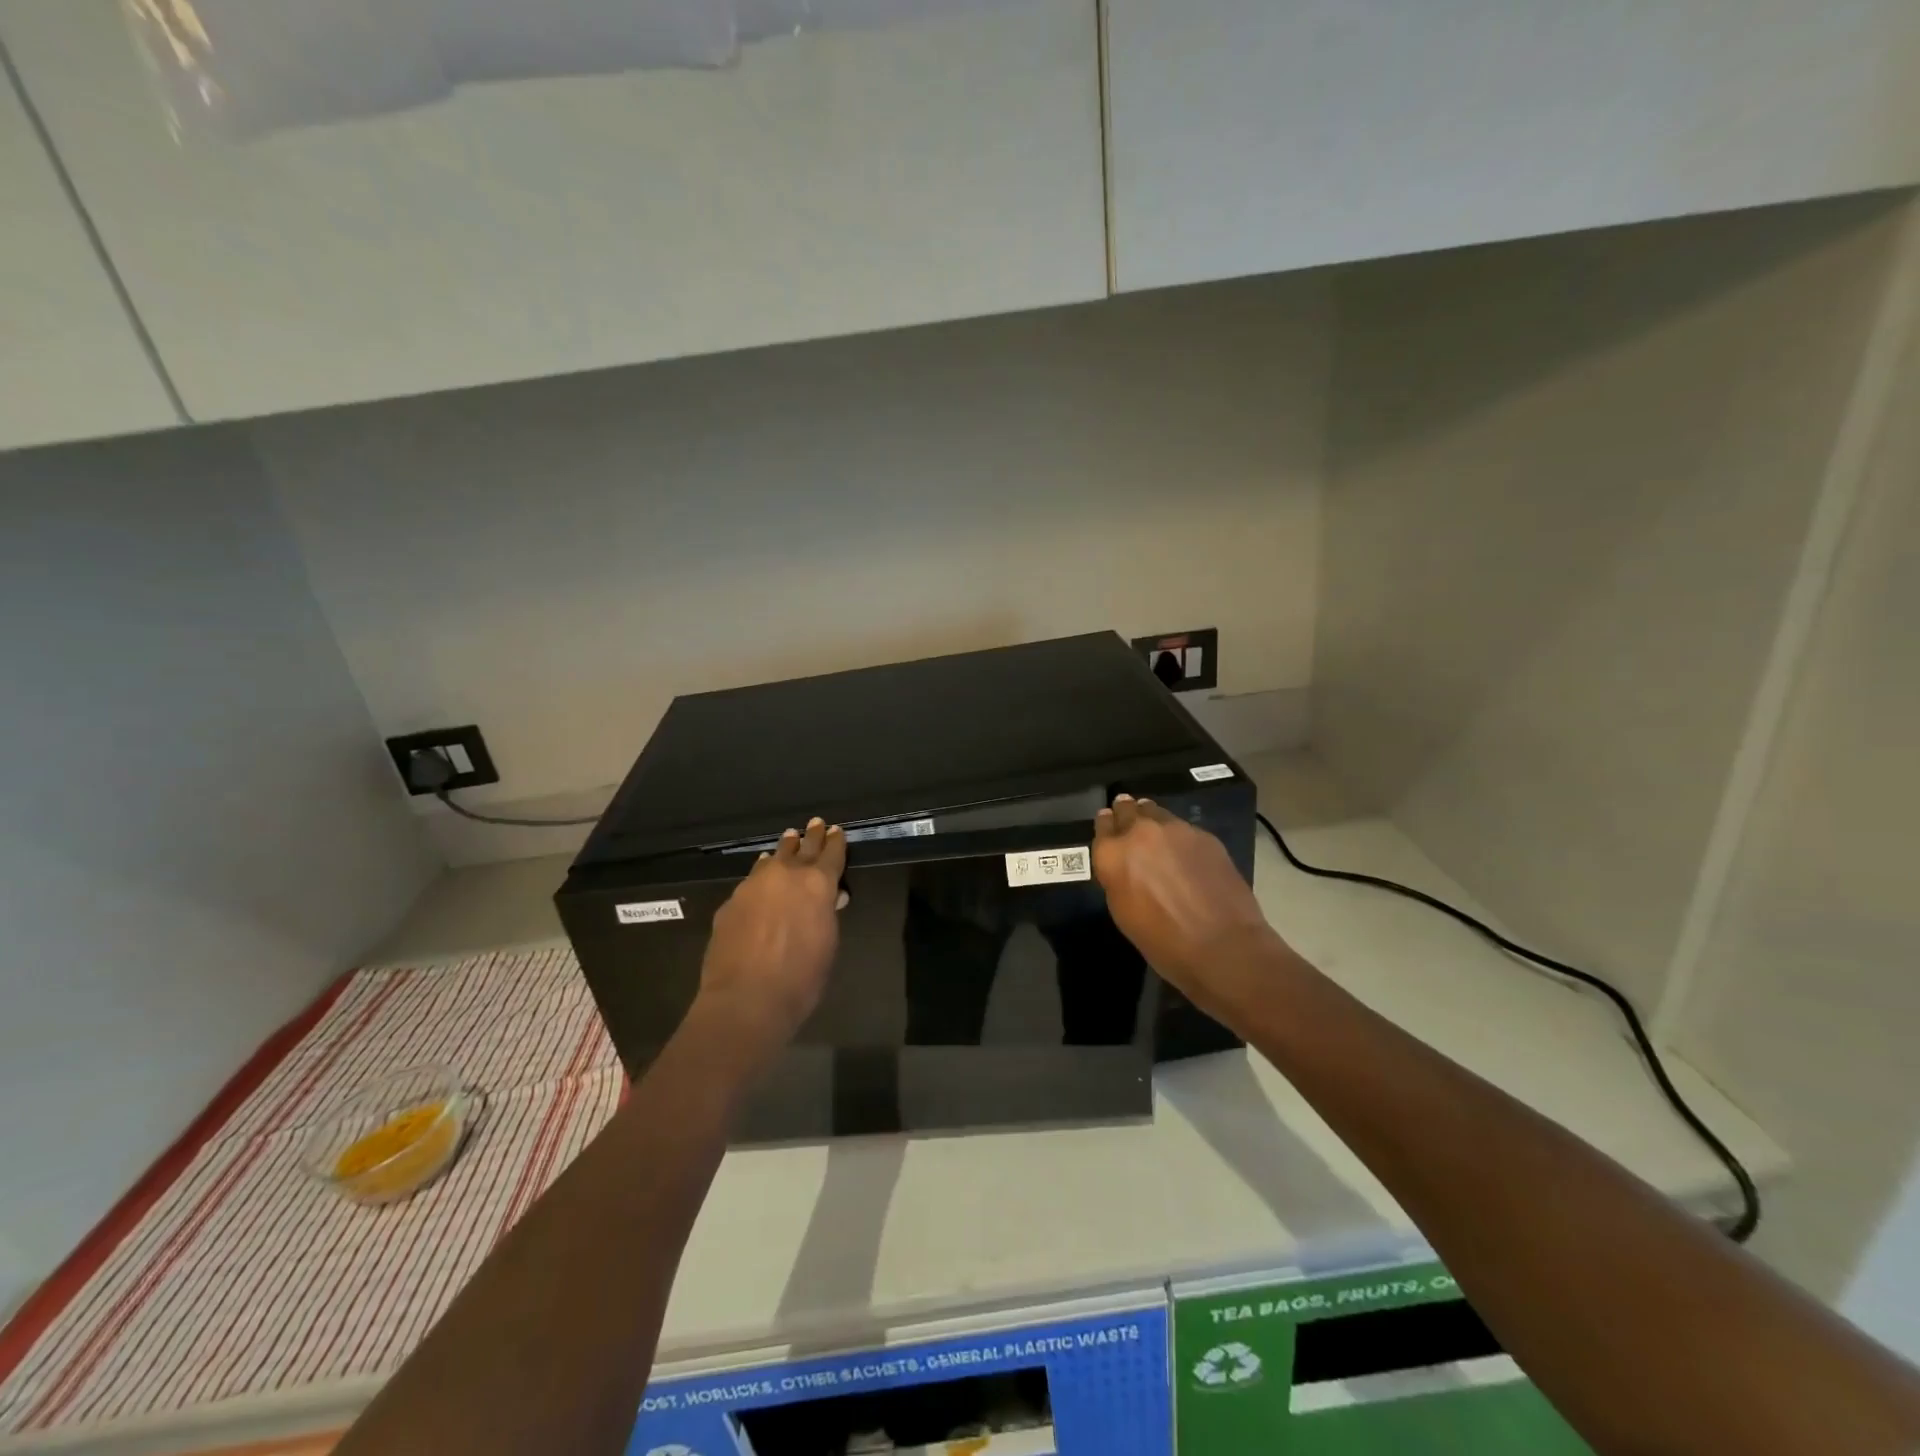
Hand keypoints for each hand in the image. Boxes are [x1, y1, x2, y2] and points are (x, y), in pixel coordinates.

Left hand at [696, 818, 846, 1054]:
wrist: (746, 999)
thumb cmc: (801, 978)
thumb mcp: (827, 944)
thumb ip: (827, 915)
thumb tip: (830, 899)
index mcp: (818, 884)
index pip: (831, 854)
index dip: (836, 842)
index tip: (837, 830)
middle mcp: (786, 875)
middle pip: (802, 848)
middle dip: (810, 836)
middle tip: (815, 823)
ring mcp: (754, 885)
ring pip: (773, 858)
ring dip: (783, 850)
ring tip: (788, 840)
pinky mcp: (731, 901)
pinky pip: (752, 879)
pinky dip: (761, 873)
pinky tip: (760, 874)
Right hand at [1093, 794, 1280, 1007]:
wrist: (1223, 946)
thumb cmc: (1163, 941)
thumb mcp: (1123, 911)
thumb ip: (1117, 877)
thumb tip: (1123, 864)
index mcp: (1113, 854)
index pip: (1103, 824)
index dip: (1107, 825)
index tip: (1109, 827)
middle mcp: (1140, 832)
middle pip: (1128, 809)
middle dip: (1126, 815)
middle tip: (1130, 826)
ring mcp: (1175, 830)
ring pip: (1156, 812)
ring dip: (1152, 821)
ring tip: (1158, 836)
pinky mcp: (1204, 835)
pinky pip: (1183, 828)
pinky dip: (1179, 837)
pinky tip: (1186, 855)